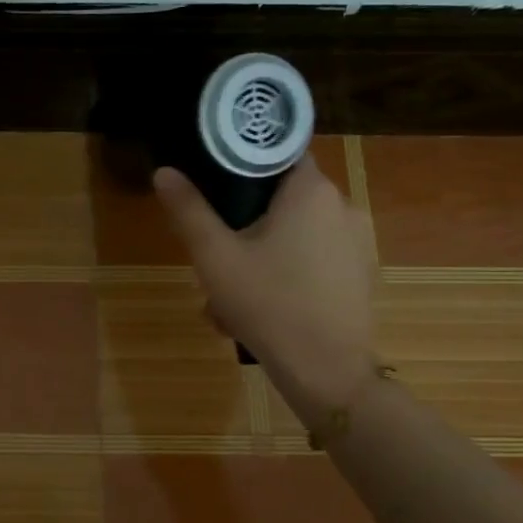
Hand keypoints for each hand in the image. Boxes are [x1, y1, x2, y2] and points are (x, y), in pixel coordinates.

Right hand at [153, 158, 377, 409]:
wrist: (326, 370)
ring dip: (259, 255)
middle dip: (243, 224)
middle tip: (213, 257)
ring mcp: (355, 242)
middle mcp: (342, 206)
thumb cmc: (267, 304)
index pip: (278, 152)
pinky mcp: (359, 274)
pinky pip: (312, 260)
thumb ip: (188, 211)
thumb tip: (163, 171)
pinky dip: (284, 275)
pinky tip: (259, 310)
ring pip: (294, 234)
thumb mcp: (215, 257)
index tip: (214, 184)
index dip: (243, 162)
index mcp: (310, 191)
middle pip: (282, 198)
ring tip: (226, 298)